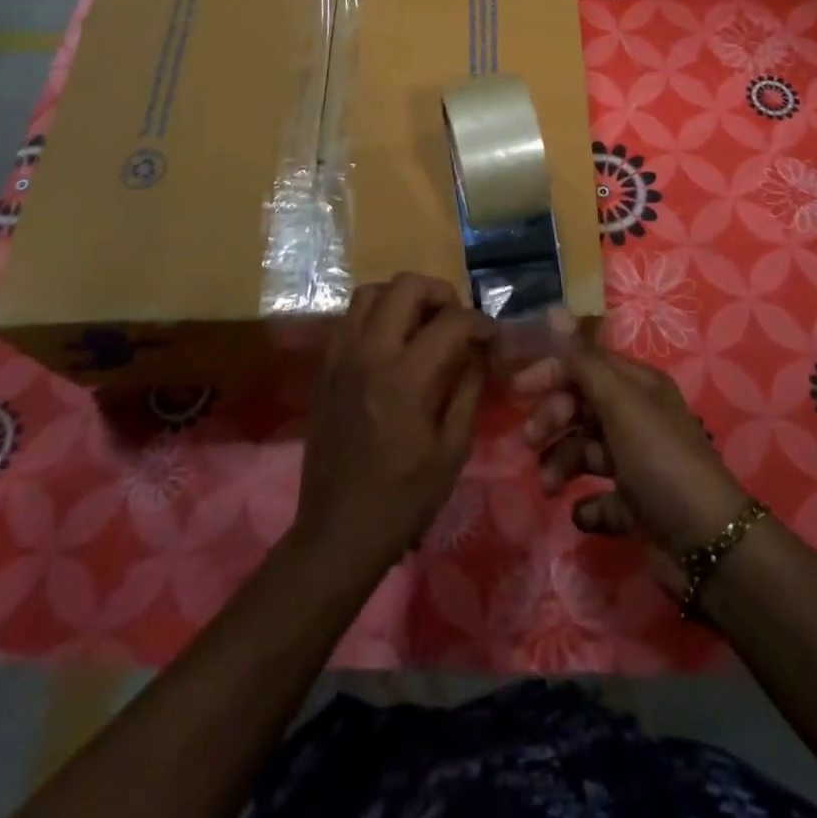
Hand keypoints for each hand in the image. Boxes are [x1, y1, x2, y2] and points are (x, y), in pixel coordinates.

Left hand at [293, 274, 493, 580]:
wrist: (337, 532)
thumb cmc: (403, 499)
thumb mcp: (452, 450)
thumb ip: (468, 390)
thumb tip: (479, 352)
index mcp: (405, 378)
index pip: (450, 321)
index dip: (479, 322)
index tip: (491, 337)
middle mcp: (369, 354)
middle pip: (404, 286)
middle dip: (439, 292)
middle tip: (455, 319)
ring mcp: (341, 357)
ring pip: (370, 292)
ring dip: (402, 297)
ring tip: (422, 323)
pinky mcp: (325, 368)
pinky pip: (349, 318)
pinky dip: (375, 315)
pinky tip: (392, 344)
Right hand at [517, 312, 748, 590]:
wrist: (709, 545)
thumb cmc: (661, 462)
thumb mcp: (622, 405)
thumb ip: (583, 361)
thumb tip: (553, 310)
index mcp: (638, 387)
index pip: (586, 365)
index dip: (552, 372)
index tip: (517, 390)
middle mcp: (637, 418)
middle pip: (581, 407)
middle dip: (552, 420)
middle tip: (531, 442)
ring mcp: (637, 463)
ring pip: (584, 451)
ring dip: (561, 464)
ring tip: (549, 488)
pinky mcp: (637, 506)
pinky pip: (600, 498)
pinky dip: (587, 506)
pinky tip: (583, 514)